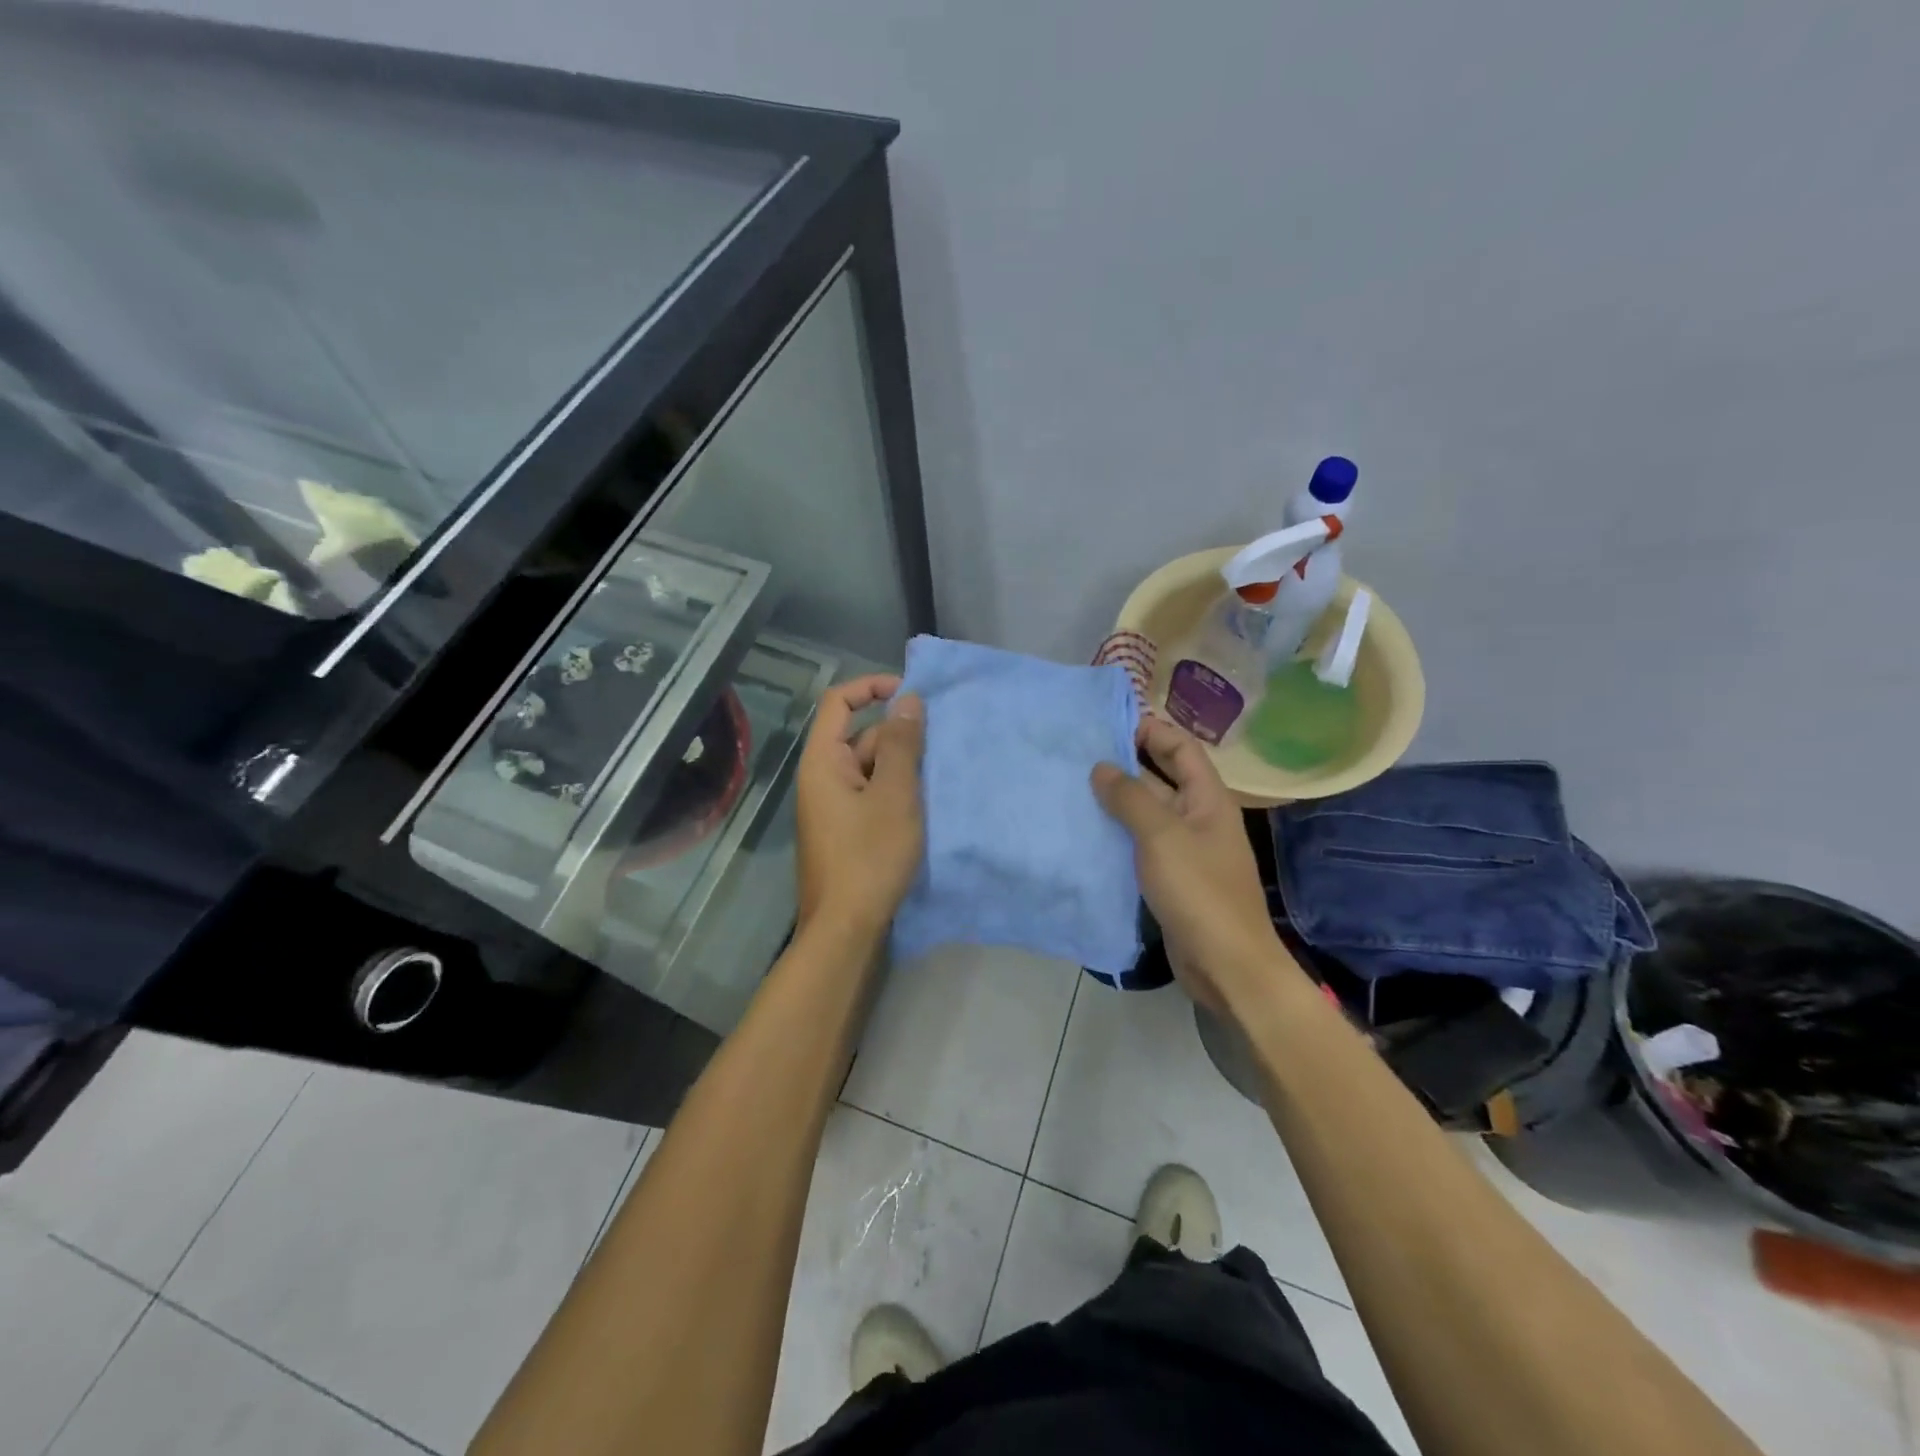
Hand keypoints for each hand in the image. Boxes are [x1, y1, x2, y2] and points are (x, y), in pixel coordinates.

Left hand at [795, 674, 925, 936]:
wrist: (846, 928)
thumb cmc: (869, 856)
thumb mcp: (894, 795)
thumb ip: (901, 744)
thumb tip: (908, 699)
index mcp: (823, 761)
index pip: (839, 702)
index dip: (873, 687)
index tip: (913, 694)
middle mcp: (823, 777)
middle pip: (860, 735)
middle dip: (899, 734)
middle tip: (943, 743)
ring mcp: (835, 805)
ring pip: (871, 767)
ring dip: (903, 765)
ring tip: (943, 772)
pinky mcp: (848, 829)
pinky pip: (873, 794)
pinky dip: (897, 790)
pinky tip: (928, 802)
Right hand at [1091, 718, 1281, 1007]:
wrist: (1226, 965)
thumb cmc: (1199, 891)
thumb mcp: (1162, 836)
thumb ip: (1130, 798)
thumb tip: (1101, 767)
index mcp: (1208, 798)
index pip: (1181, 748)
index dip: (1149, 731)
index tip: (1106, 726)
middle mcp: (1198, 817)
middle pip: (1162, 777)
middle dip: (1126, 764)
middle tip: (1079, 756)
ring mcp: (1185, 849)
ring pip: (1148, 813)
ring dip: (1117, 801)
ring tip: (1073, 788)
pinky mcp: (1171, 878)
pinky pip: (1141, 844)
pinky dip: (1118, 834)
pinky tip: (1086, 832)